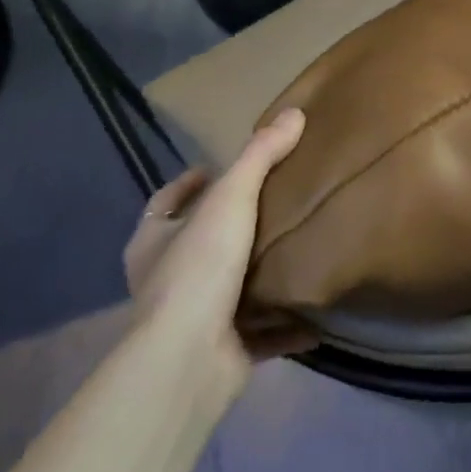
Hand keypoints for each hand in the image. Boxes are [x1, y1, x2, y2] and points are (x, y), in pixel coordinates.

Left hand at [121, 109, 314, 395]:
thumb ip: (261, 156)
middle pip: (197, 245)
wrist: (190, 358)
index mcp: (153, 243)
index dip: (187, 185)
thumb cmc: (199, 269)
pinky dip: (285, 326)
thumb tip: (294, 113)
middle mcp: (167, 281)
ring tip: (298, 252)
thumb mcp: (231, 199)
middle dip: (231, 229)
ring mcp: (194, 320)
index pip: (164, 204)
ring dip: (259, 278)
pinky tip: (316, 314)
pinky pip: (262, 334)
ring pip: (230, 291)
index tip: (214, 170)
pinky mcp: (224, 352)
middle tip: (273, 206)